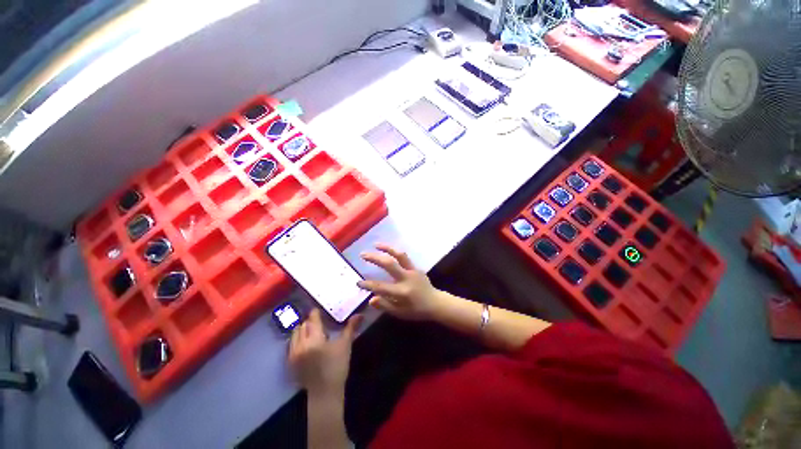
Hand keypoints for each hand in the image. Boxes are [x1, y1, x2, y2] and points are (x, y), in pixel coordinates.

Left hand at [288, 309, 361, 395]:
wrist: (324, 393)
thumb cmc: (337, 366)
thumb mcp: (345, 345)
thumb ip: (351, 328)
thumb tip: (360, 314)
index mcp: (314, 338)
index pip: (312, 319)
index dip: (315, 313)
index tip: (319, 309)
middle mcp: (301, 344)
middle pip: (303, 325)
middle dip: (310, 321)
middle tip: (318, 320)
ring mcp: (293, 354)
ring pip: (295, 334)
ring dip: (302, 329)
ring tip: (311, 330)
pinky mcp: (290, 363)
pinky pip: (291, 345)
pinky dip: (297, 340)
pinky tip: (305, 343)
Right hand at [358, 244, 443, 320]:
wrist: (435, 303)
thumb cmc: (416, 310)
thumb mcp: (400, 313)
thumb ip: (385, 305)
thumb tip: (371, 299)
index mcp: (402, 292)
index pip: (381, 287)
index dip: (368, 284)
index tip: (358, 283)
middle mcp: (406, 278)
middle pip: (389, 264)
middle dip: (375, 258)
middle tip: (363, 254)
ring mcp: (412, 271)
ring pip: (399, 255)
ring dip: (387, 248)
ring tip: (376, 245)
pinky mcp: (416, 267)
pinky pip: (404, 258)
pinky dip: (394, 253)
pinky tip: (388, 251)